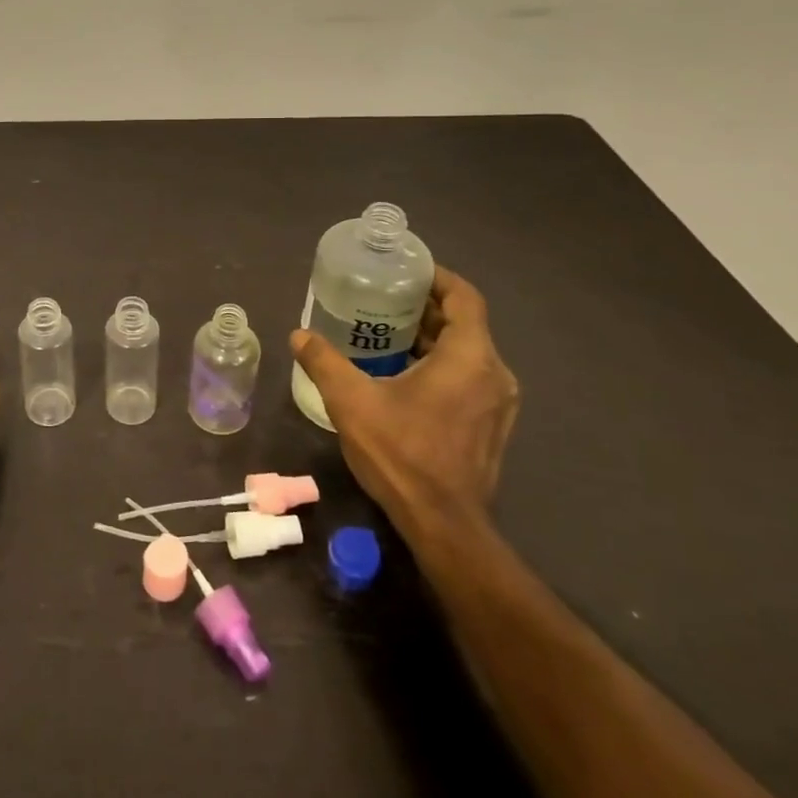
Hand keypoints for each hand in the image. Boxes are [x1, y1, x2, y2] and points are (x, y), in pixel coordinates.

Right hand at [291, 266, 519, 541]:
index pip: (464, 298)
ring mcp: (498, 403)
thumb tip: (299, 335)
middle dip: (426, 309)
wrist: (443, 525)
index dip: (438, 278)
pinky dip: (442, 366)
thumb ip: (324, 362)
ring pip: (468, 352)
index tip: (406, 272)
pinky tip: (404, 377)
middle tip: (384, 302)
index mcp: (469, 358)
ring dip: (433, 339)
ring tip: (388, 336)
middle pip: (465, 323)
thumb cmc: (402, 454)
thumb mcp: (351, 402)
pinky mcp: (493, 426)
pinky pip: (470, 378)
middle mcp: (494, 374)